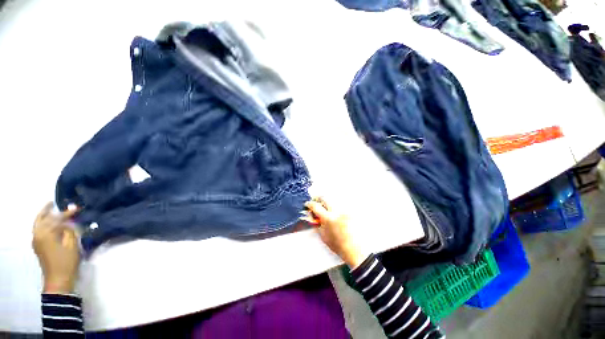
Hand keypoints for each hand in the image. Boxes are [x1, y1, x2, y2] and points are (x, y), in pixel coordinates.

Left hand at [32, 203, 79, 293]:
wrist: (58, 279)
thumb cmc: (67, 261)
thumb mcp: (72, 245)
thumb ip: (70, 231)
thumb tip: (69, 223)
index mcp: (46, 234)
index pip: (57, 219)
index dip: (67, 213)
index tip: (77, 208)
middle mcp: (38, 235)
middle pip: (41, 219)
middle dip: (47, 211)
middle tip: (53, 203)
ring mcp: (36, 241)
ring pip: (37, 224)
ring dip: (44, 217)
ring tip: (50, 211)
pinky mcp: (37, 245)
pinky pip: (38, 230)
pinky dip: (42, 224)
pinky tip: (49, 224)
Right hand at [304, 197, 366, 268]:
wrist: (353, 249)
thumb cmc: (339, 245)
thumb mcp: (323, 235)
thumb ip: (317, 223)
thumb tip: (313, 215)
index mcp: (328, 218)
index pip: (315, 206)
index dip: (310, 204)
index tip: (308, 204)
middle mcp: (337, 212)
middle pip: (324, 198)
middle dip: (318, 199)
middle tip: (316, 203)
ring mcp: (344, 211)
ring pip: (333, 199)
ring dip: (327, 202)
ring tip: (326, 209)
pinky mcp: (350, 212)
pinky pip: (341, 204)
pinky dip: (336, 207)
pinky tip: (335, 213)